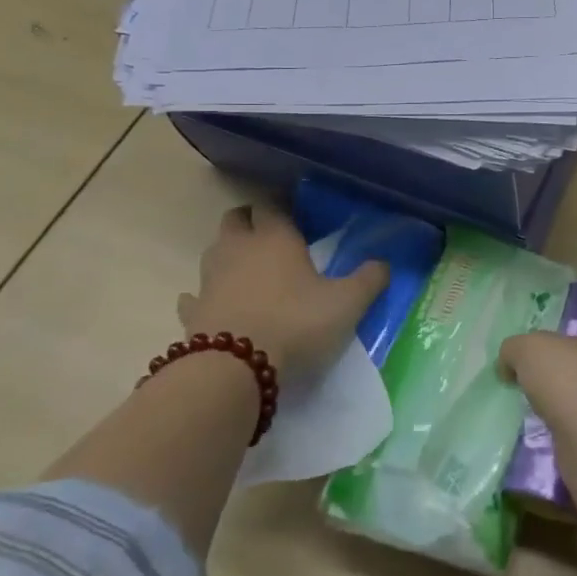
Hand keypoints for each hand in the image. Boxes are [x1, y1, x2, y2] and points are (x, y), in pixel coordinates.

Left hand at [177, 203, 387, 378]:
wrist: (233, 370)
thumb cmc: (295, 324)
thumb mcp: (347, 303)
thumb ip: (369, 280)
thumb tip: (384, 263)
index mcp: (275, 237)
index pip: (272, 205)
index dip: (282, 208)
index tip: (297, 218)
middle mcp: (239, 249)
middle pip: (236, 219)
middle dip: (250, 223)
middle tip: (271, 238)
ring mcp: (210, 279)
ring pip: (214, 252)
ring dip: (228, 256)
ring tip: (249, 271)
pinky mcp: (192, 313)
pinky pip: (195, 296)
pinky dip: (204, 297)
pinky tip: (216, 305)